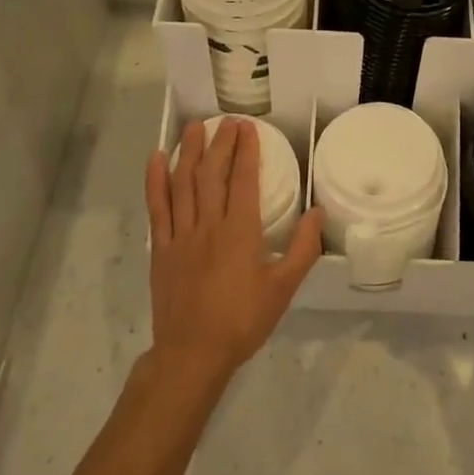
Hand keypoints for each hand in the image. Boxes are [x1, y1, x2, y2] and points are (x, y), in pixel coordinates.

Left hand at [145, 118, 323, 387]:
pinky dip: (156, 181)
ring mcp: (180, 235)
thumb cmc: (243, 321)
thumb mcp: (283, 289)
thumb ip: (303, 249)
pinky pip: (157, 208)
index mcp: (240, 232)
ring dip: (189, 152)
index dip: (246, 150)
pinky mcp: (160, 248)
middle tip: (226, 121)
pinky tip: (157, 159)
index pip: (243, 180)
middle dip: (220, 143)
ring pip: (183, 183)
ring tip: (194, 127)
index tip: (248, 127)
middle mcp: (208, 225)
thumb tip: (318, 212)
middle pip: (212, 174)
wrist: (193, 353)